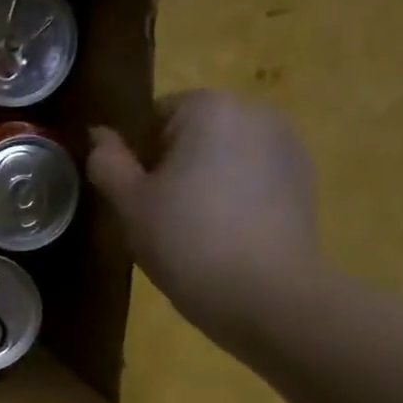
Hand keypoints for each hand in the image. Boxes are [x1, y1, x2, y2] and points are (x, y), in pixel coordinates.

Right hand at [87, 91, 320, 342]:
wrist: (266, 294)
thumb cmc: (186, 241)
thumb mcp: (129, 204)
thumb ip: (107, 161)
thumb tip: (99, 135)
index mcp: (209, 108)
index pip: (154, 116)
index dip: (136, 156)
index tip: (133, 197)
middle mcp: (255, 112)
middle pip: (192, 133)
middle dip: (172, 166)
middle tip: (157, 217)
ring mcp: (287, 146)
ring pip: (224, 156)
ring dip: (204, 182)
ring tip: (193, 231)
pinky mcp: (304, 181)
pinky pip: (252, 179)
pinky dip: (234, 198)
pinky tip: (225, 237)